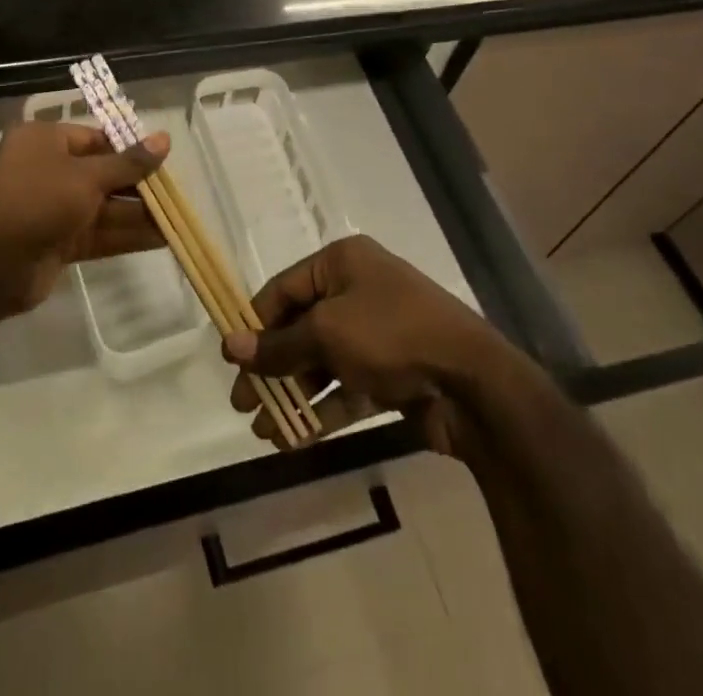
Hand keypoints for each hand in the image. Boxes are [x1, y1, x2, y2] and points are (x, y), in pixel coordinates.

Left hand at [0, 120, 169, 318]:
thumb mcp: (87, 177)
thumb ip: (128, 163)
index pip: (95, 138)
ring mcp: (53, 207)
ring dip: (138, 213)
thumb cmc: (38, 201)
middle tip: (176, 192)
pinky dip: (127, 235)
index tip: (162, 159)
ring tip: (178, 218)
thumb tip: (164, 138)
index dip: (129, 148)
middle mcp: (47, 169)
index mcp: (44, 140)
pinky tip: (162, 238)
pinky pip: (99, 232)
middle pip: (102, 173)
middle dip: (138, 185)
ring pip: (104, 206)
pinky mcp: (59, 241)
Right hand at [223, 234, 525, 457]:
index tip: (230, 359)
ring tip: (263, 432)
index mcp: (341, 263)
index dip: (255, 324)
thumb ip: (278, 344)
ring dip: (292, 395)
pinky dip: (321, 411)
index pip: (284, 288)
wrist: (473, 384)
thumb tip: (229, 345)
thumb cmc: (392, 335)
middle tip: (242, 404)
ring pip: (321, 363)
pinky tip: (293, 440)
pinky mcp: (390, 374)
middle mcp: (357, 291)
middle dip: (271, 367)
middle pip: (300, 328)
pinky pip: (345, 389)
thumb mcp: (327, 333)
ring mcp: (375, 335)